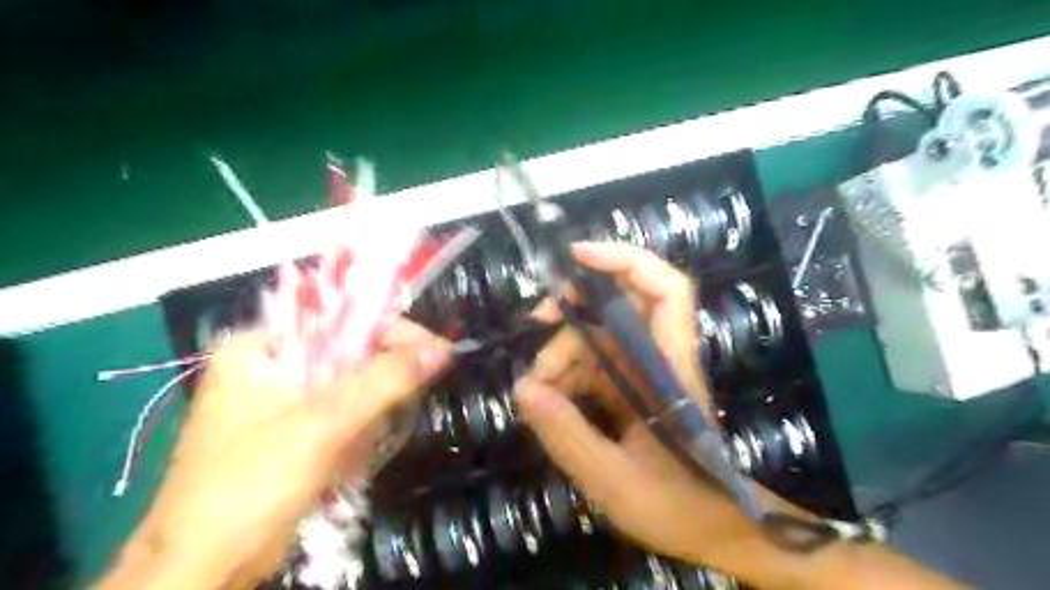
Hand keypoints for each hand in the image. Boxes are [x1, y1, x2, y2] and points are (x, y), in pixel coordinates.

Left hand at [98, 321, 452, 589]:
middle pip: (348, 354)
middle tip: (396, 409)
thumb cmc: (250, 487)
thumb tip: (441, 349)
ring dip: (365, 417)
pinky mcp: (292, 430)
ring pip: (350, 387)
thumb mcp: (323, 424)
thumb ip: (384, 380)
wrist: (204, 571)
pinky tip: (343, 463)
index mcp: (260, 346)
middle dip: (374, 387)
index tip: (435, 353)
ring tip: (353, 450)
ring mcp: (280, 399)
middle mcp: (270, 364)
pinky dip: (354, 435)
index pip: (342, 318)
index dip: (392, 332)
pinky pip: (342, 414)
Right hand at [516, 243, 795, 587]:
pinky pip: (593, 367)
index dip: (626, 261)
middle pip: (621, 306)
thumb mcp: (616, 481)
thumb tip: (523, 389)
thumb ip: (569, 436)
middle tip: (537, 320)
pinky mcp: (631, 391)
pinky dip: (567, 376)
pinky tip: (547, 400)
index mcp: (670, 369)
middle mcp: (658, 359)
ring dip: (563, 352)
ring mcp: (643, 374)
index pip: (666, 291)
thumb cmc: (678, 507)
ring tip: (537, 389)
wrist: (714, 531)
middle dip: (576, 306)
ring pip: (599, 338)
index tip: (577, 256)